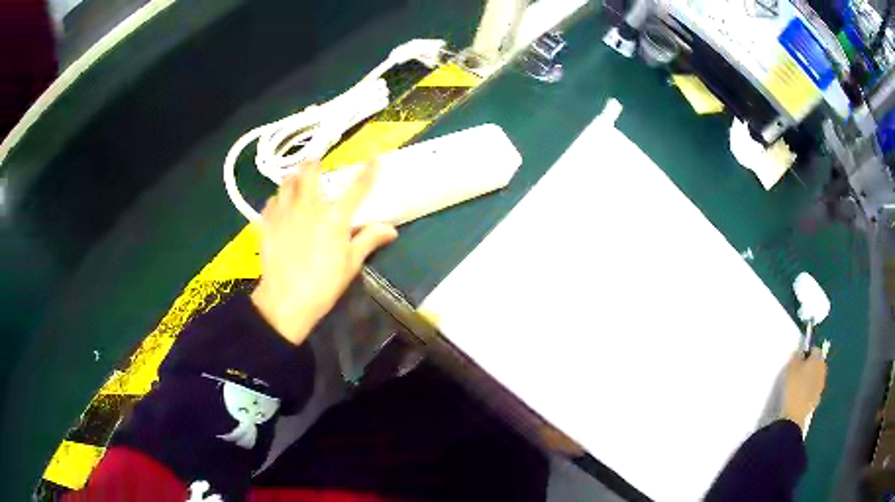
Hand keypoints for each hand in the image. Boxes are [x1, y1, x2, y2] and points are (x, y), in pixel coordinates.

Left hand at [251, 161, 397, 343]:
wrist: (285, 300)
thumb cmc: (323, 284)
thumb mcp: (350, 264)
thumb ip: (369, 240)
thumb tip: (391, 229)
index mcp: (334, 217)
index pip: (356, 188)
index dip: (368, 172)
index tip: (375, 158)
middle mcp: (308, 206)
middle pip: (309, 172)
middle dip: (313, 164)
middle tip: (316, 165)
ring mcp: (284, 212)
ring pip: (286, 182)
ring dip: (293, 178)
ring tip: (296, 181)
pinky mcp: (267, 223)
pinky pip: (271, 201)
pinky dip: (277, 199)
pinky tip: (280, 206)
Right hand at [780, 348, 827, 430]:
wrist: (794, 415)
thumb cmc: (793, 387)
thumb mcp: (790, 368)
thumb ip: (796, 357)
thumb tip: (799, 352)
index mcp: (818, 358)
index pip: (815, 349)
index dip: (807, 352)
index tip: (798, 359)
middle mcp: (823, 369)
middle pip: (817, 363)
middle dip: (810, 365)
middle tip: (798, 371)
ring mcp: (821, 385)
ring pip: (816, 376)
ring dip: (810, 378)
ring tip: (798, 385)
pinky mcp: (817, 398)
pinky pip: (814, 389)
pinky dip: (809, 390)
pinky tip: (800, 396)